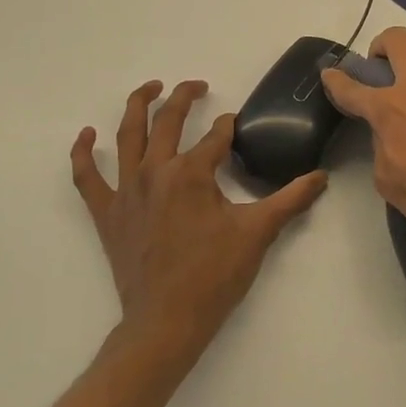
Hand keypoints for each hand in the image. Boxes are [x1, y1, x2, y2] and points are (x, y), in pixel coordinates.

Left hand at [72, 81, 325, 360]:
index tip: (237, 126)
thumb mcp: (259, 232)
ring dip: (137, 106)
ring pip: (127, 136)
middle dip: (184, 98)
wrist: (167, 321)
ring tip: (150, 88)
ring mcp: (126, 191)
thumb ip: (292, 199)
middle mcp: (155, 171)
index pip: (216, 136)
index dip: (229, 127)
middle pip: (168, 121)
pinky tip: (87, 135)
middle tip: (198, 86)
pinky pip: (87, 177)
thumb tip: (322, 177)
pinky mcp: (107, 213)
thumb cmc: (215, 274)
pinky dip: (83, 153)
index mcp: (191, 173)